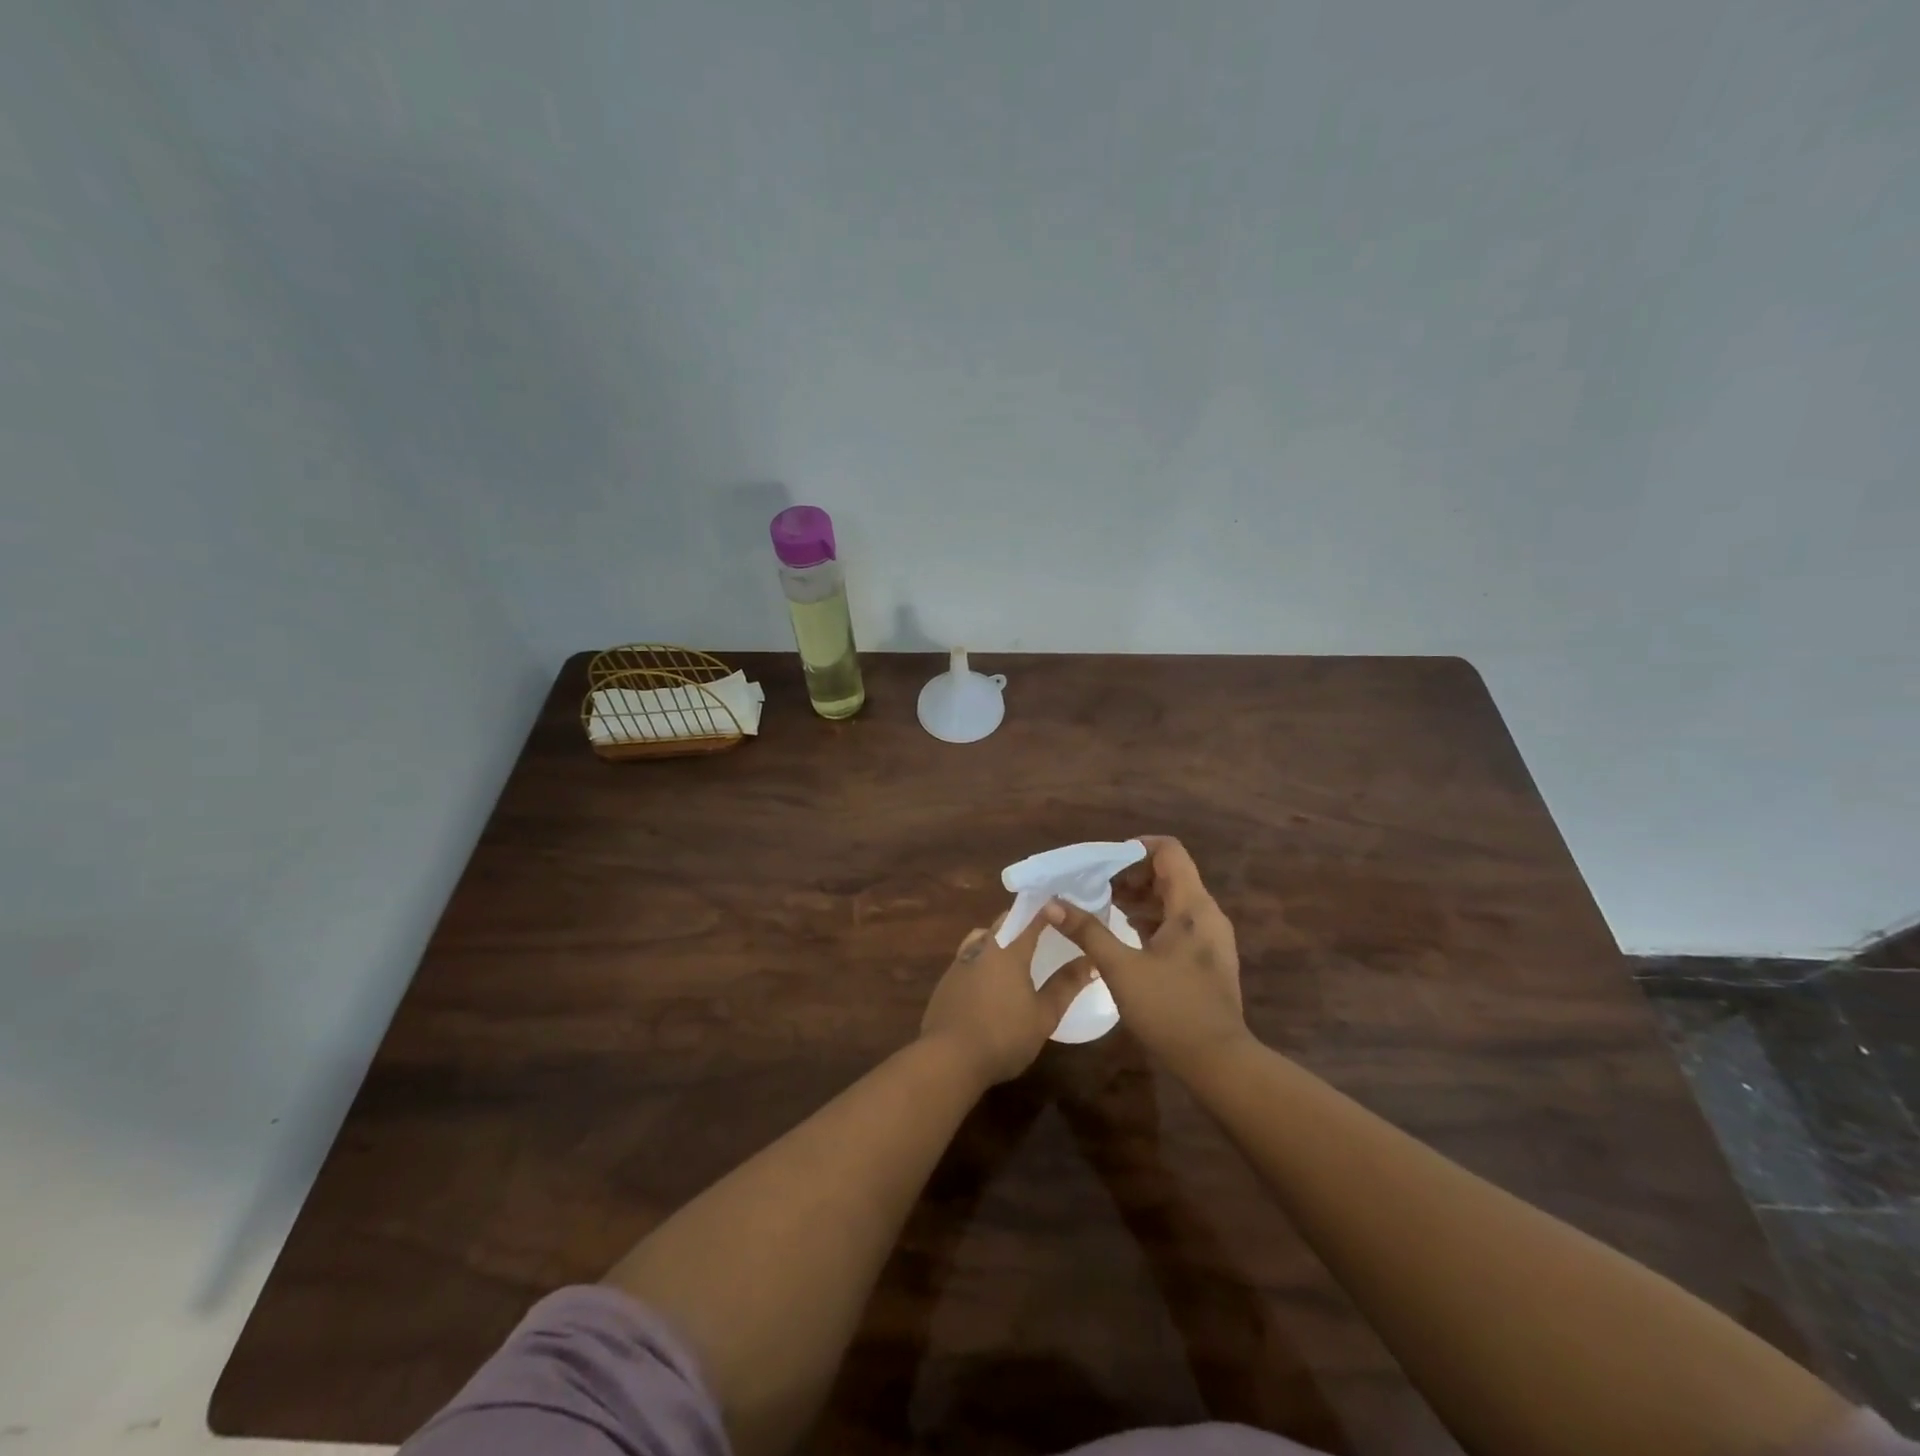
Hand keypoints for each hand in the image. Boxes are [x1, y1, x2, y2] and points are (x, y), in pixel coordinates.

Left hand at [920, 911, 1095, 1086]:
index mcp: (1009, 951)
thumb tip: (1090, 961)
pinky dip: (982, 956)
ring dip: (998, 935)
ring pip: (982, 936)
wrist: (948, 1058)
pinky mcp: (946, 981)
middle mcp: (982, 948)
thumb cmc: (1004, 1036)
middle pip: (1004, 922)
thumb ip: (1066, 985)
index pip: (1030, 918)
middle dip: (1022, 920)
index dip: (1046, 909)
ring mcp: (960, 963)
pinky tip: (988, 977)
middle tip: (1041, 927)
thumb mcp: (1044, 1015)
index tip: (1060, 904)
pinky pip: (968, 956)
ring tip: (1013, 949)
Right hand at [1046, 835, 1248, 1078]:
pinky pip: (1177, 922)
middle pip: (1169, 874)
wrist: (1219, 1062)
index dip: (1135, 848)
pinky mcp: (1207, 958)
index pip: (1168, 851)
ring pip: (1173, 899)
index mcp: (1191, 906)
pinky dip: (1151, 919)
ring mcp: (1210, 937)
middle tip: (1095, 886)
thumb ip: (1087, 931)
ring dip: (1140, 897)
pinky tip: (1126, 933)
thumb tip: (1052, 903)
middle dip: (1131, 875)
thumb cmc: (1170, 1009)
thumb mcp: (1120, 968)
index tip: (1103, 862)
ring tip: (1104, 906)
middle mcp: (1206, 914)